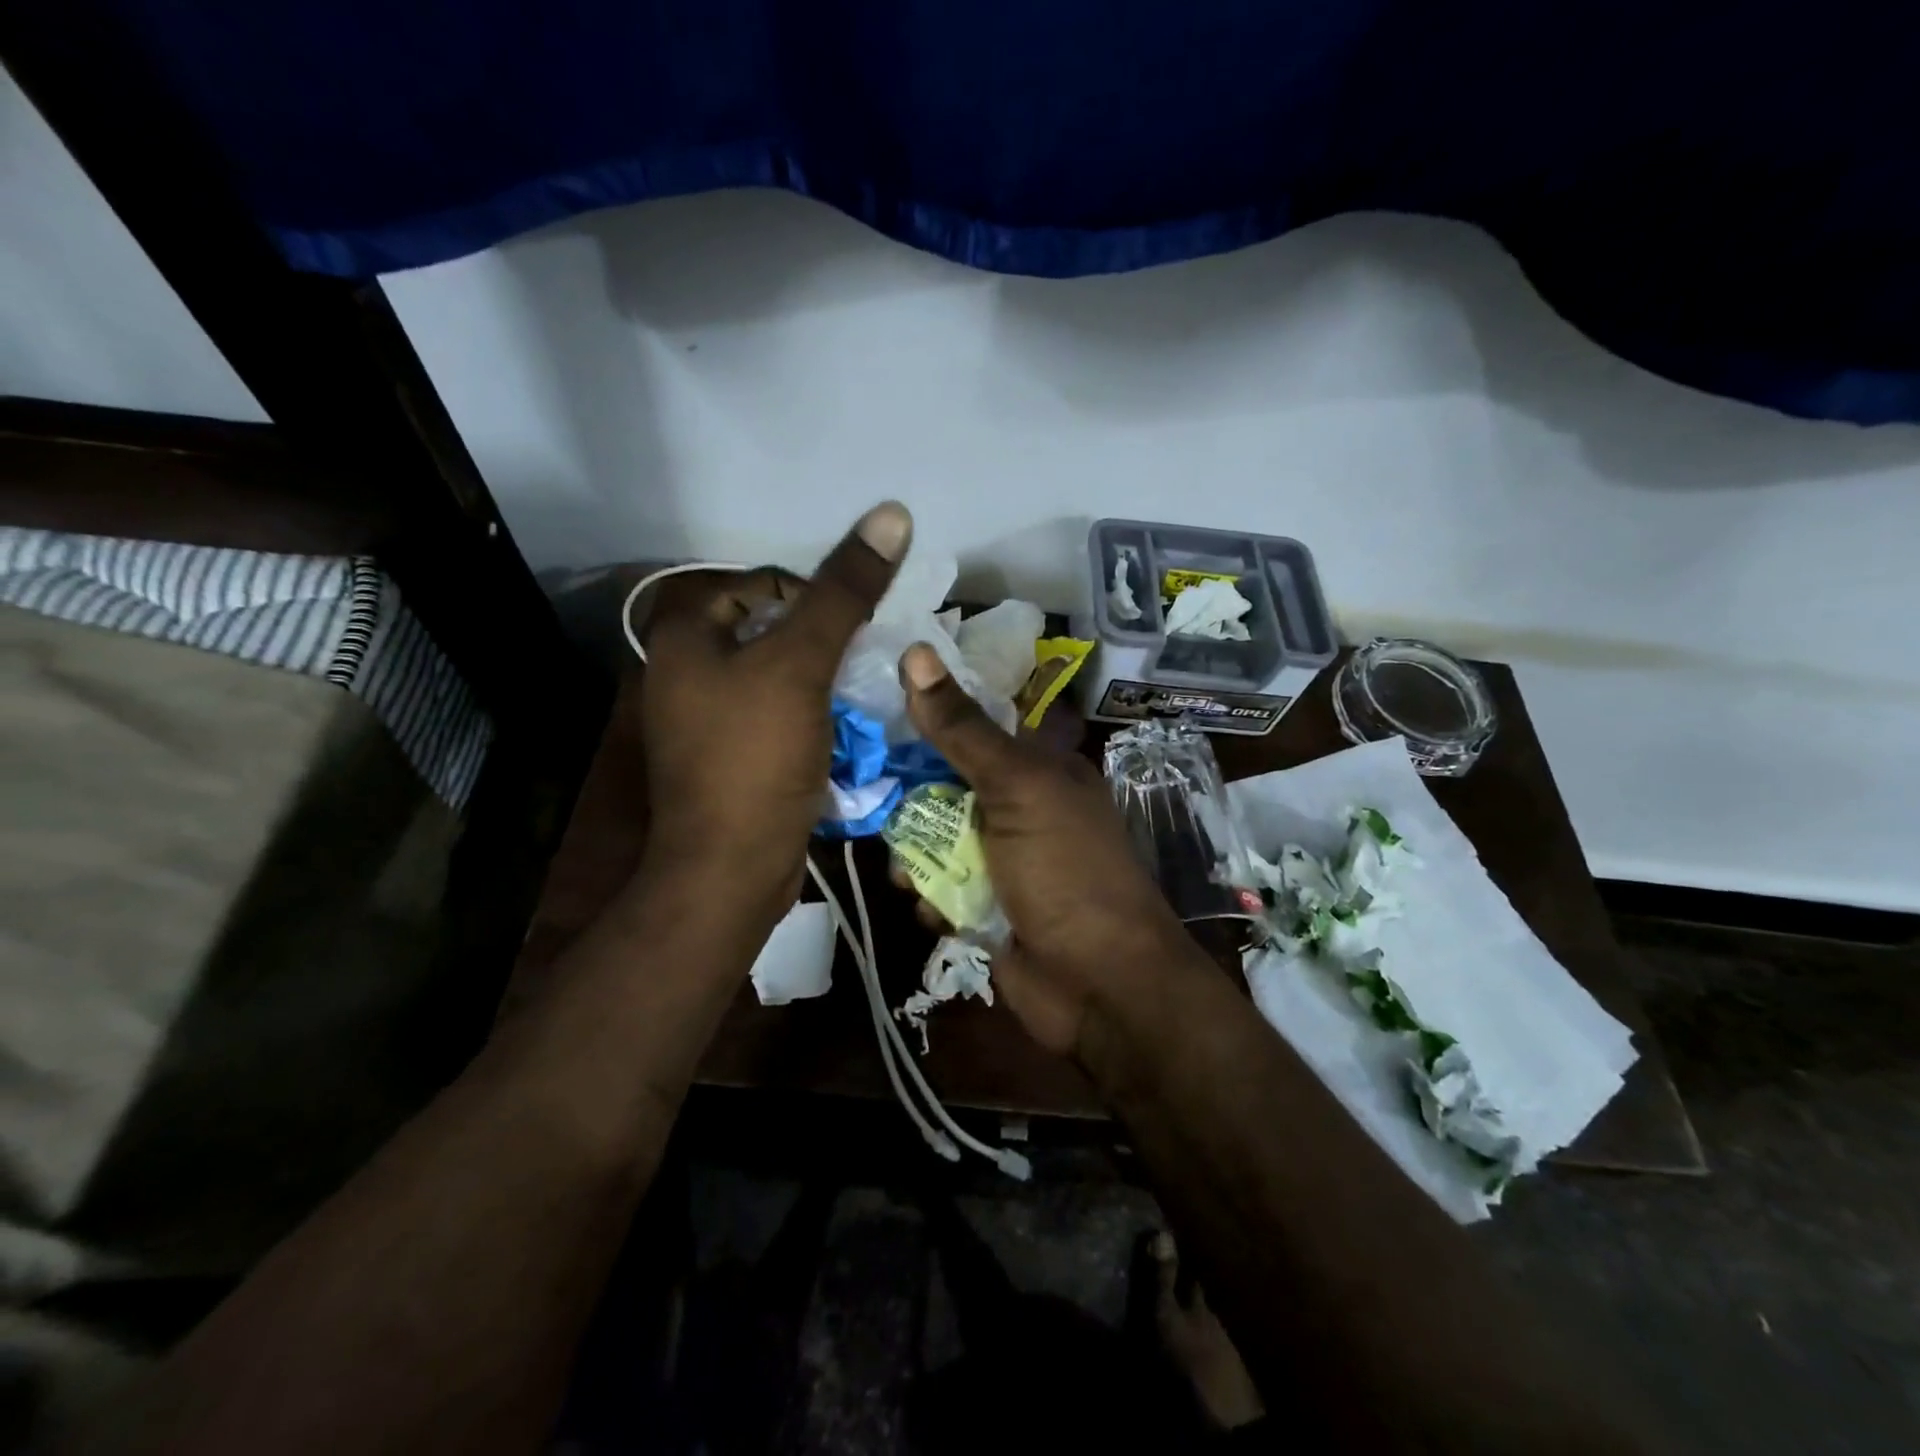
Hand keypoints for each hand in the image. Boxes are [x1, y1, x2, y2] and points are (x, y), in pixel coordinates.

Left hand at [637, 503, 910, 919]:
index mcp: (684, 639)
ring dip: (824, 681)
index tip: (852, 631)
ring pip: (779, 678)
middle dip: (823, 643)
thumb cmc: (756, 758)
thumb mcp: (801, 664)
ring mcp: (705, 721)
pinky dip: (811, 716)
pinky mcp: (729, 759)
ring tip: (862, 696)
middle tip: (864, 663)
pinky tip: (843, 732)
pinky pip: (777, 718)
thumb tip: (890, 514)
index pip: (759, 586)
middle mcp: (685, 674)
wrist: (731, 870)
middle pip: (771, 632)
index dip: (811, 597)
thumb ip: (844, 592)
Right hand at [898, 642, 1197, 1056]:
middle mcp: (1019, 806)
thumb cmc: (1067, 871)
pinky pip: (939, 886)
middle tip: (868, 793)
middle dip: (911, 795)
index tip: (875, 705)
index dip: (928, 713)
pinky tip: (933, 911)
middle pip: (945, 782)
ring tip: (909, 873)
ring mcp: (1001, 859)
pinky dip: (930, 896)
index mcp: (1039, 767)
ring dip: (915, 854)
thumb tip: (915, 653)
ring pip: (935, 837)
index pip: (974, 723)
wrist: (1100, 986)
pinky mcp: (984, 905)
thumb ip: (963, 729)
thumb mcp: (1017, 788)